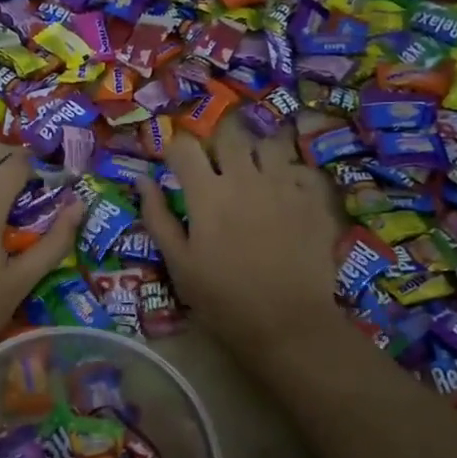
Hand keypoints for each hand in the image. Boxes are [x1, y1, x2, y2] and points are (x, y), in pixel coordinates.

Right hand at [137, 120, 341, 360]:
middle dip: (217, 142)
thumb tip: (142, 180)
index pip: (184, 146)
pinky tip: (285, 191)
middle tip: (216, 165)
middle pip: (230, 133)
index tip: (175, 166)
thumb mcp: (178, 263)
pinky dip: (291, 172)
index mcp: (207, 192)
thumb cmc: (222, 299)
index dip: (176, 151)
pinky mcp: (314, 198)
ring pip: (270, 142)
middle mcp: (246, 176)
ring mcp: (285, 184)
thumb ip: (158, 217)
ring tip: (254, 170)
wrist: (287, 323)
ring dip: (257, 150)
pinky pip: (302, 168)